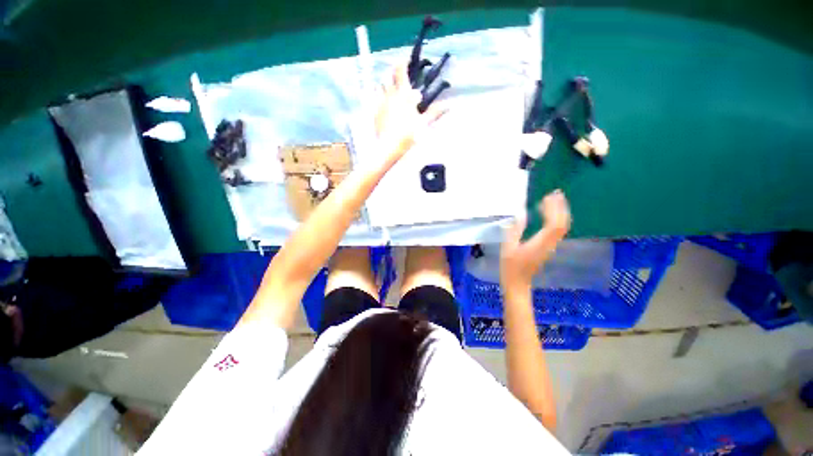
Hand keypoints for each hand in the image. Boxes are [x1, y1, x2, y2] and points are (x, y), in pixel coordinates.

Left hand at [375, 65, 445, 160]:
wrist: (388, 146)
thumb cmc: (408, 134)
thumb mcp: (424, 124)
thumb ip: (435, 112)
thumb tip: (448, 105)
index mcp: (403, 94)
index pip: (401, 70)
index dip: (403, 62)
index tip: (406, 60)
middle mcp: (390, 94)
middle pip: (388, 75)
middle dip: (394, 71)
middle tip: (399, 74)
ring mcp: (380, 103)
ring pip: (380, 86)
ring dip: (386, 83)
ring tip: (392, 88)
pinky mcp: (375, 112)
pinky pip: (375, 98)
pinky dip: (380, 96)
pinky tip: (384, 103)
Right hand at [500, 190, 571, 290]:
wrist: (518, 284)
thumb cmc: (510, 267)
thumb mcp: (508, 248)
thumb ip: (514, 230)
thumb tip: (520, 214)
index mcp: (539, 243)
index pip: (554, 224)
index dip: (553, 209)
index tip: (547, 196)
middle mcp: (549, 244)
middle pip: (562, 224)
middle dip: (560, 207)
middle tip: (555, 193)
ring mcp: (551, 246)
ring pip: (562, 227)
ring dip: (560, 212)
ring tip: (554, 199)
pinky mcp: (549, 247)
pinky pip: (557, 230)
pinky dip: (556, 219)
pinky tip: (549, 214)